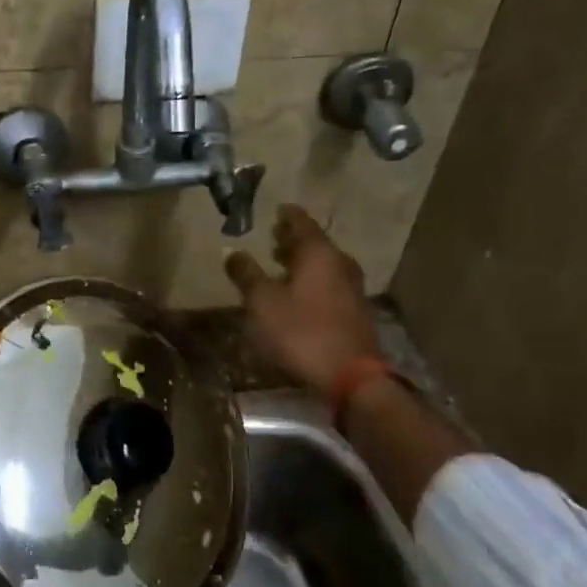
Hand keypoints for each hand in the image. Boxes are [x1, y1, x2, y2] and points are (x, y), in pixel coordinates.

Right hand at [224, 204, 377, 398]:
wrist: (351, 376)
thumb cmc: (301, 331)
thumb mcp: (262, 302)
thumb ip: (246, 274)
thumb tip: (232, 251)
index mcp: (319, 253)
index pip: (301, 222)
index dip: (287, 215)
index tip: (276, 209)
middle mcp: (340, 264)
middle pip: (315, 243)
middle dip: (293, 239)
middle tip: (274, 236)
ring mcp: (352, 289)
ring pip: (324, 265)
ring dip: (303, 262)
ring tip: (281, 263)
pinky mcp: (355, 312)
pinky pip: (330, 284)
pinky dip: (312, 281)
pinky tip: (298, 293)